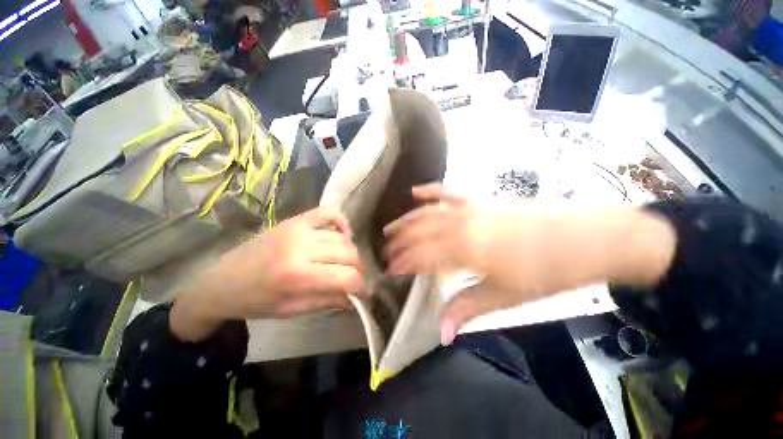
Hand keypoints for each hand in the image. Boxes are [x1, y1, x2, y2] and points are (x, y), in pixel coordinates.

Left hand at [171, 207, 366, 340]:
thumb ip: (328, 300)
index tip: (364, 292)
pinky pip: (326, 212)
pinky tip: (344, 232)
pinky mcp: (294, 220)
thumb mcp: (293, 309)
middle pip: (348, 253)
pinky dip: (341, 220)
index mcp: (297, 276)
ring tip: (347, 262)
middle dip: (358, 268)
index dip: (360, 286)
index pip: (345, 277)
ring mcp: (297, 229)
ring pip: (341, 236)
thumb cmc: (256, 301)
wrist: (221, 281)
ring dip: (350, 251)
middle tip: (356, 277)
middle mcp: (300, 247)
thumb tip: (355, 297)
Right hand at [384, 184, 675, 344]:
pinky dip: (430, 191)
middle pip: (421, 233)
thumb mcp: (506, 296)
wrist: (584, 238)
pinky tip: (415, 192)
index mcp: (467, 251)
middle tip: (384, 253)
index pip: (424, 257)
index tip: (389, 270)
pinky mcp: (480, 198)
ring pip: (428, 212)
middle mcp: (462, 225)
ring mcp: (470, 208)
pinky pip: (448, 191)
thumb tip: (441, 332)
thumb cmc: (546, 272)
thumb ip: (468, 308)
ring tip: (389, 229)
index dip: (404, 263)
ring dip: (406, 221)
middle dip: (400, 244)